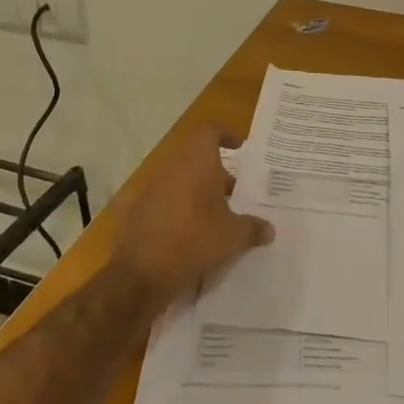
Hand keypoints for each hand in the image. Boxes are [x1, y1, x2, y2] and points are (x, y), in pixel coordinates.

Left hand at [112, 125, 274, 306]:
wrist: (142, 272)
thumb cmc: (195, 240)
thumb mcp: (233, 237)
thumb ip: (253, 228)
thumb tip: (269, 229)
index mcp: (197, 162)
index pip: (210, 131)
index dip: (225, 135)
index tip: (239, 148)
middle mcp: (171, 167)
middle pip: (195, 157)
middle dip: (215, 172)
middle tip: (234, 193)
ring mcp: (149, 188)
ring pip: (177, 179)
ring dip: (195, 190)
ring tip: (213, 215)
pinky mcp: (134, 210)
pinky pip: (159, 202)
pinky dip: (173, 210)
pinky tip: (184, 232)